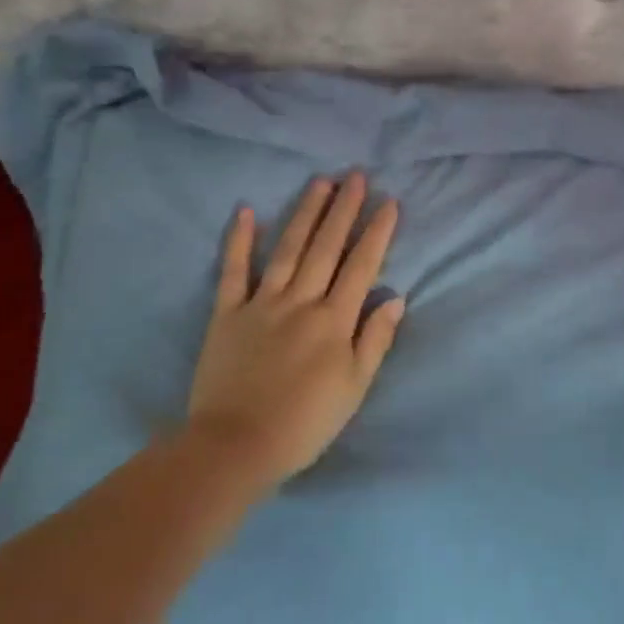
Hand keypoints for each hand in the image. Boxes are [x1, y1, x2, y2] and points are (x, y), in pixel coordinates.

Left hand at [187, 174, 405, 484]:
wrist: (235, 446)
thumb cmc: (305, 423)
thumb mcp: (355, 388)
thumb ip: (375, 340)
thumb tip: (395, 298)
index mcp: (334, 320)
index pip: (362, 265)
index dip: (377, 232)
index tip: (389, 202)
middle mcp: (301, 301)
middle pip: (327, 247)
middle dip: (344, 209)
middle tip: (355, 176)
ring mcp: (262, 303)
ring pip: (288, 249)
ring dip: (305, 213)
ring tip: (320, 182)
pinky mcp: (227, 313)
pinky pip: (234, 271)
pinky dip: (240, 240)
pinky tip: (248, 211)